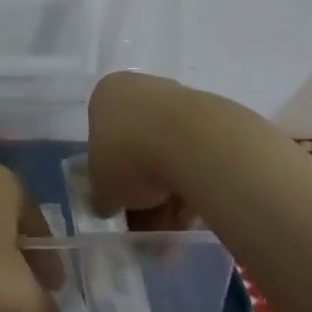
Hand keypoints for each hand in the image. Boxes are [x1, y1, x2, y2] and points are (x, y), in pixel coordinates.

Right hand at [87, 70, 194, 230]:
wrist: (192, 141)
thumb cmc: (129, 155)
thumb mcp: (101, 188)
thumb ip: (101, 196)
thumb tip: (106, 203)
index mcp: (106, 94)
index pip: (102, 136)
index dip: (110, 175)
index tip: (121, 202)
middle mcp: (140, 88)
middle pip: (137, 144)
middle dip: (143, 187)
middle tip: (149, 221)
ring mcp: (177, 98)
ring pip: (168, 151)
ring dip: (170, 189)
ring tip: (177, 224)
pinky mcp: (211, 114)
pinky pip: (195, 154)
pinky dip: (194, 180)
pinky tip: (197, 209)